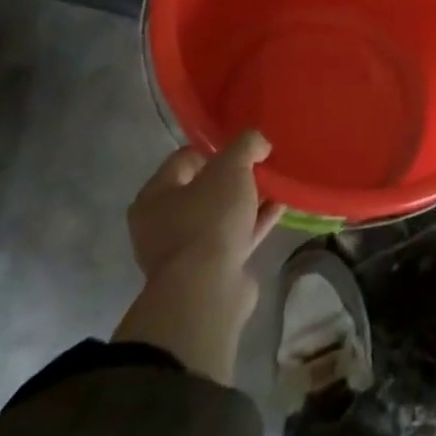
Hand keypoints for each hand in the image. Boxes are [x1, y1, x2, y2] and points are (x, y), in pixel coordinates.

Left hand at [113, 132, 285, 383]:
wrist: (207, 291)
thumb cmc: (209, 220)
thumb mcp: (231, 168)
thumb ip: (246, 145)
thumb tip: (259, 143)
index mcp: (155, 196)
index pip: (185, 158)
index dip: (216, 148)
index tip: (245, 147)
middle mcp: (163, 224)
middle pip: (205, 188)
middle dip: (235, 176)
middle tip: (262, 165)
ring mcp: (186, 250)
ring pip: (222, 214)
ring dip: (248, 200)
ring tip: (277, 184)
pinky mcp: (210, 270)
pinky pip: (236, 236)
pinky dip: (256, 221)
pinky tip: (281, 207)